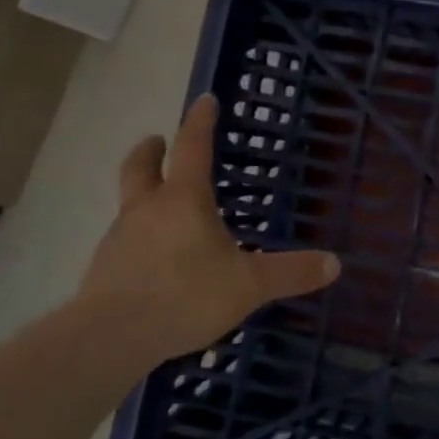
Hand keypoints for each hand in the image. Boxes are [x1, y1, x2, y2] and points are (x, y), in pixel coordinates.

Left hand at [77, 94, 340, 364]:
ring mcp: (119, 238)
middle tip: (159, 141)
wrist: (111, 338)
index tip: (205, 99)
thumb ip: (290, 273)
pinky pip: (123, 241)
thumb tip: (335, 263)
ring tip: (163, 209)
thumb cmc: (185, 295)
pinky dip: (137, 237)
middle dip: (151, 150)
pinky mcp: (103, 269)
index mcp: (183, 200)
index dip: (200, 121)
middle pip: (140, 166)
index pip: (191, 147)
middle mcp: (146, 209)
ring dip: (143, 195)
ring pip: (129, 203)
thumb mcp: (249, 285)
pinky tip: (152, 260)